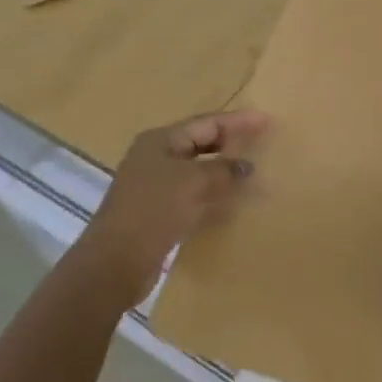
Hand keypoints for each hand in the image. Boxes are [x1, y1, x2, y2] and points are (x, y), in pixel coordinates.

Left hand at [76, 110, 267, 307]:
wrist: (115, 262)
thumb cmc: (154, 210)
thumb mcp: (193, 182)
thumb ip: (224, 170)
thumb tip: (246, 166)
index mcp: (160, 141)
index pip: (207, 123)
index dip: (238, 121)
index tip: (266, 119)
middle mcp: (155, 157)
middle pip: (200, 142)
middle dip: (230, 142)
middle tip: (261, 141)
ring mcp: (153, 185)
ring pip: (196, 169)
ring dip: (223, 169)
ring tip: (252, 170)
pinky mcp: (157, 211)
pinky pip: (192, 193)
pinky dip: (212, 193)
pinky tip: (231, 201)